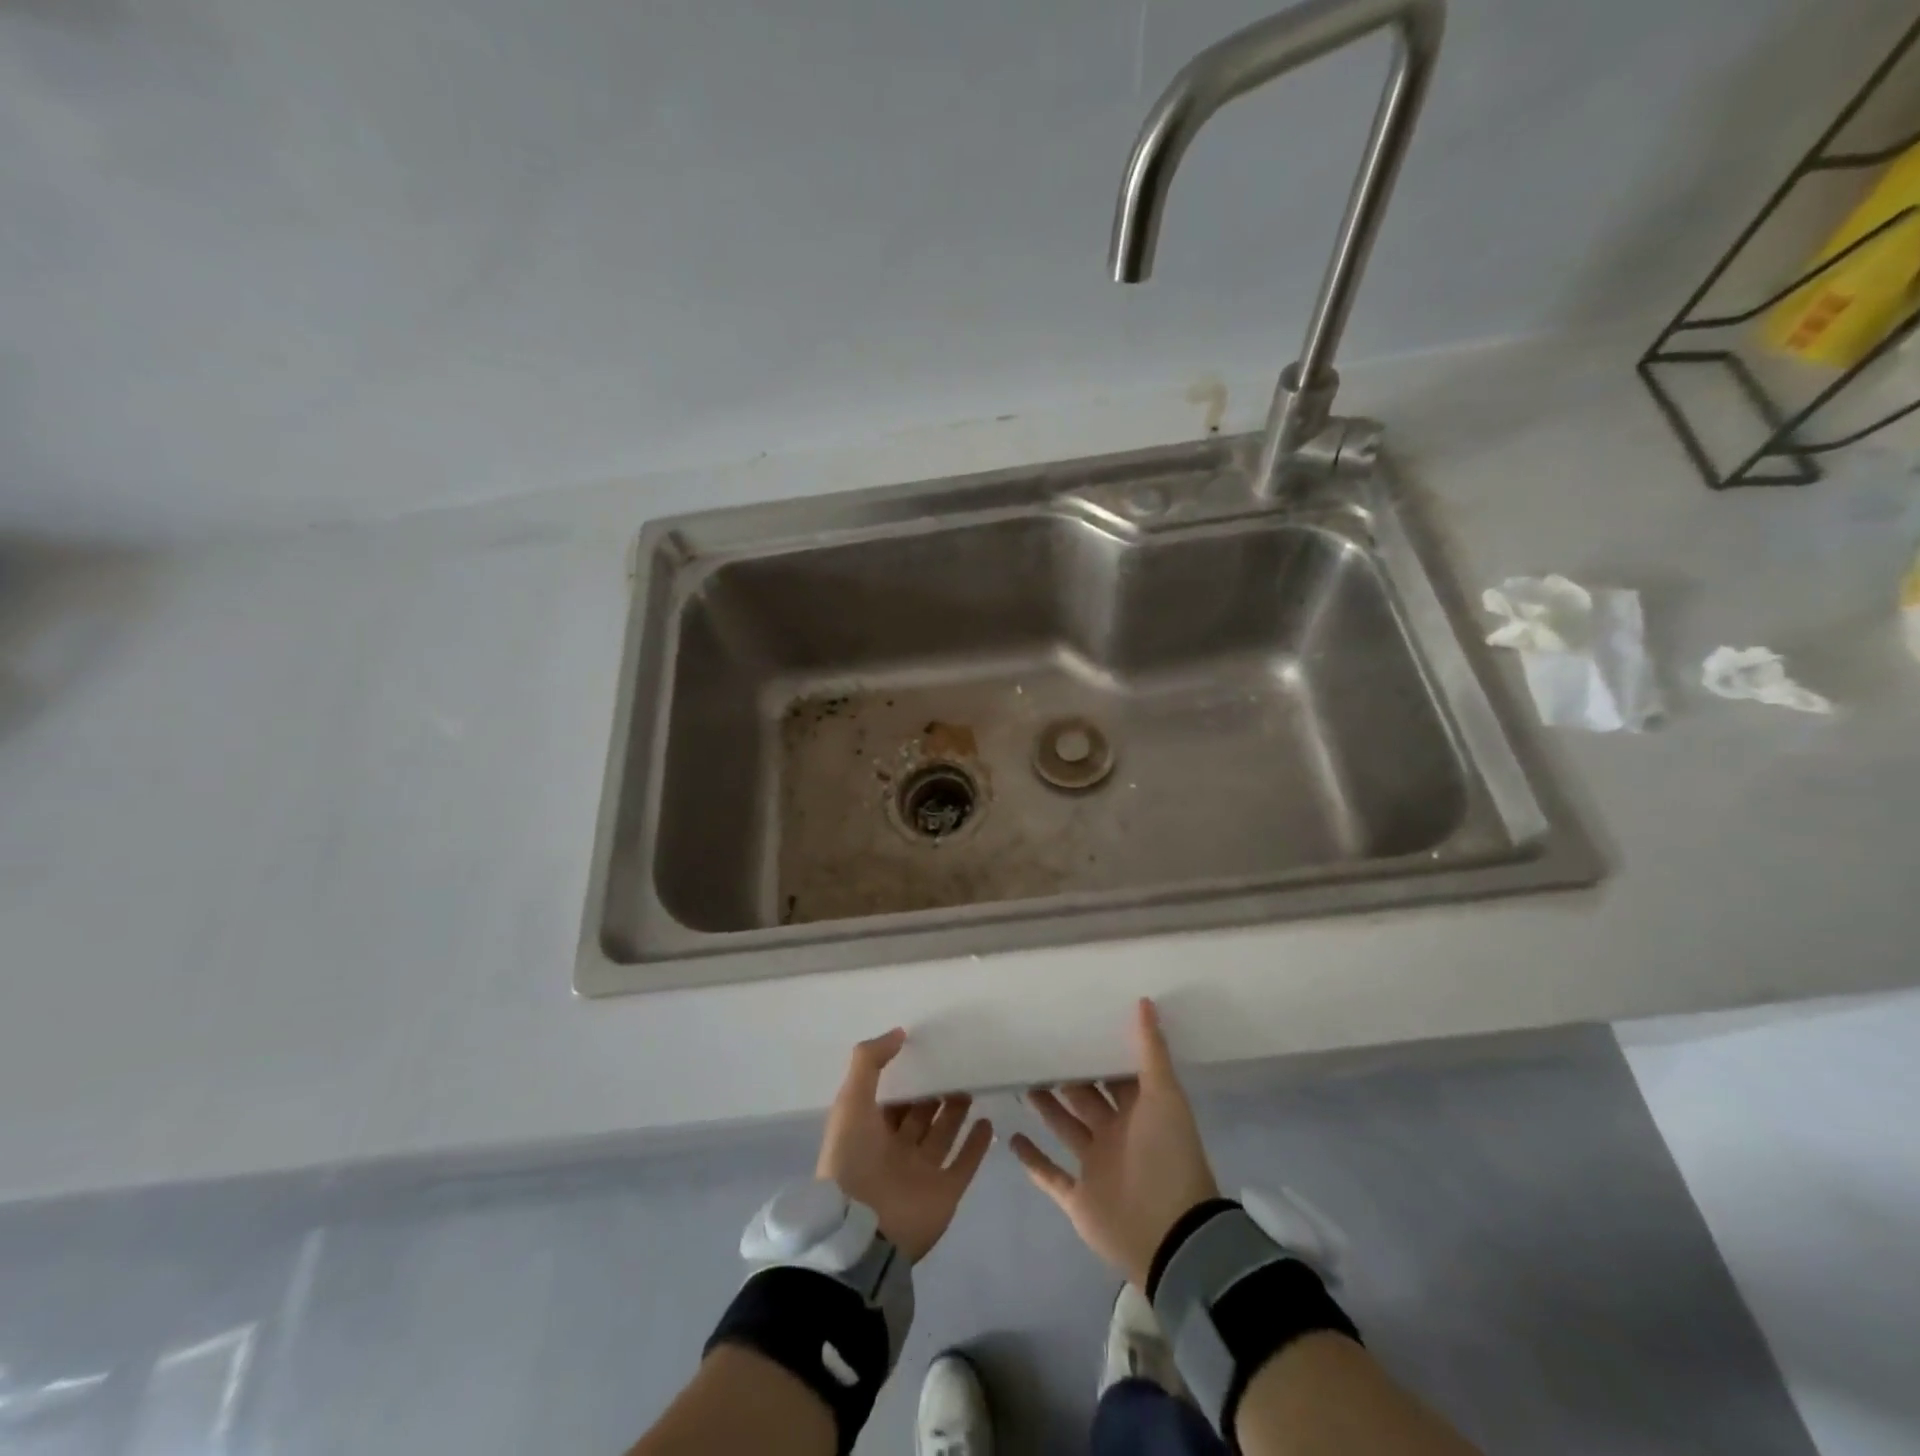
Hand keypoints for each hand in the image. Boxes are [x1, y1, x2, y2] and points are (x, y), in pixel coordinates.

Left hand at [816, 1029, 993, 1263]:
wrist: (864, 1232)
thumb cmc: (852, 1160)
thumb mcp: (851, 1101)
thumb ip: (869, 1062)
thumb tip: (899, 1032)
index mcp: (870, 1132)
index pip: (893, 1099)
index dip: (906, 1077)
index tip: (927, 1051)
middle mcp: (897, 1150)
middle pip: (920, 1115)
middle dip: (935, 1093)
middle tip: (957, 1065)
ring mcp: (922, 1172)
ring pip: (943, 1134)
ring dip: (956, 1112)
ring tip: (972, 1084)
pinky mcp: (945, 1192)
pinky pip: (964, 1163)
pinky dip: (977, 1144)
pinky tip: (988, 1122)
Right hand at [1011, 998, 1220, 1288]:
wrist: (1170, 1236)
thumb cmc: (1168, 1157)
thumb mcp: (1165, 1096)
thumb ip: (1151, 1050)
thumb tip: (1144, 1000)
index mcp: (1138, 1112)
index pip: (1114, 1076)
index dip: (1098, 1054)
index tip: (1072, 1025)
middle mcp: (1116, 1135)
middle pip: (1085, 1099)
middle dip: (1066, 1077)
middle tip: (1036, 1048)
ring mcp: (1095, 1167)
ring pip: (1064, 1129)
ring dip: (1046, 1108)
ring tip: (1021, 1080)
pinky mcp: (1077, 1197)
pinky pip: (1049, 1175)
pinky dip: (1031, 1159)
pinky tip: (1010, 1137)